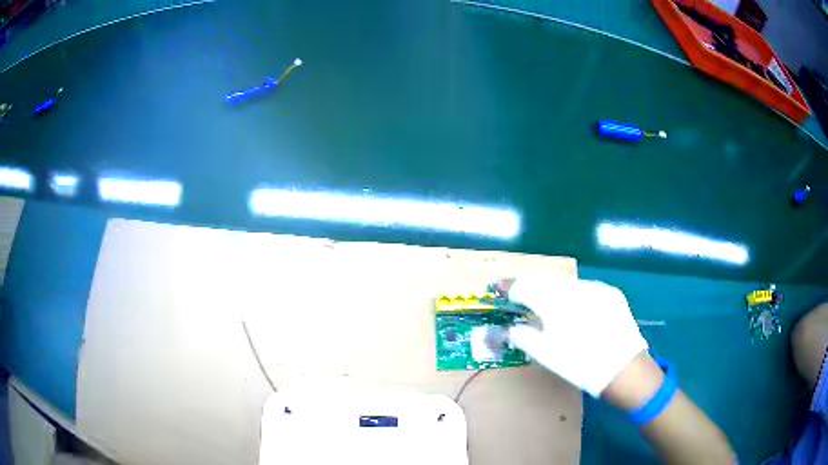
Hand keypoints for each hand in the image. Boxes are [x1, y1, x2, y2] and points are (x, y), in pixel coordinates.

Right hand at [506, 277, 647, 397]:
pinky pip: (585, 288)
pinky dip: (574, 294)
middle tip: (521, 296)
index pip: (524, 287)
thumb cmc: (578, 364)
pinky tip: (575, 308)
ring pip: (566, 283)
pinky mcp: (611, 292)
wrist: (622, 368)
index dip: (510, 288)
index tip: (501, 290)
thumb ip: (521, 336)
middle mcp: (574, 288)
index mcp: (553, 302)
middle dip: (531, 287)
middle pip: (545, 281)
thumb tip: (507, 328)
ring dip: (552, 290)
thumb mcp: (544, 354)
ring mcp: (595, 288)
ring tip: (547, 302)